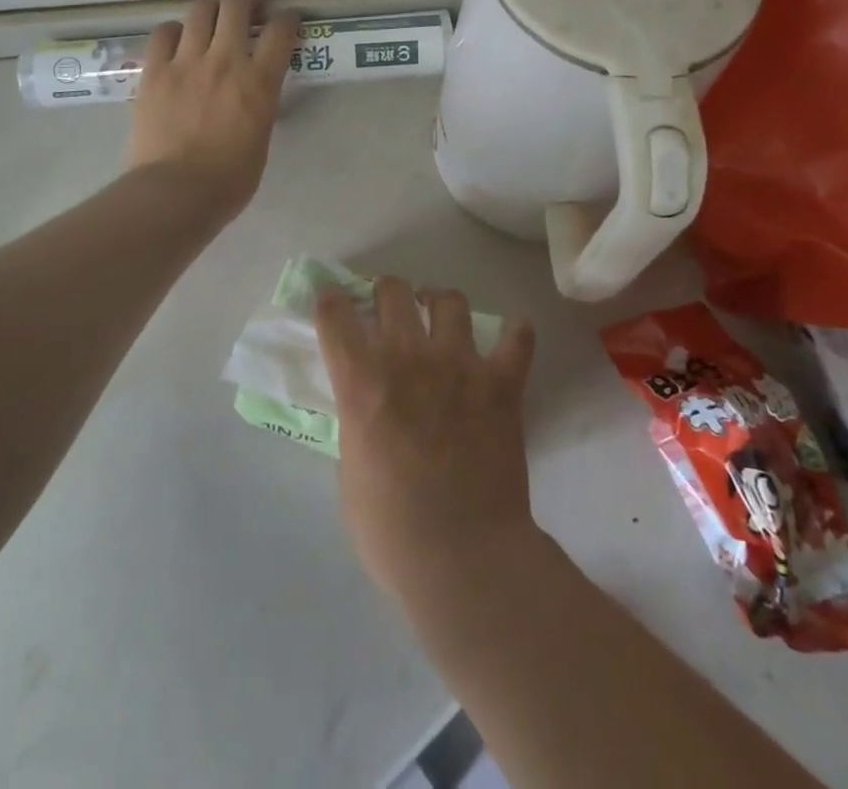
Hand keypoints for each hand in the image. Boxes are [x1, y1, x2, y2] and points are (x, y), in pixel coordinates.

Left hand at [128, 0, 297, 217]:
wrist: (176, 192)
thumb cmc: (229, 179)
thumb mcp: (261, 137)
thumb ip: (260, 105)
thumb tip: (253, 94)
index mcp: (259, 82)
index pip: (281, 32)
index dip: (288, 18)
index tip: (287, 18)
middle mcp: (225, 61)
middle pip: (237, 6)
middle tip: (250, 7)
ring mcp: (186, 62)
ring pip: (200, 10)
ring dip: (212, 8)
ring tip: (213, 17)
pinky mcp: (155, 71)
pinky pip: (163, 33)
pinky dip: (175, 30)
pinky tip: (177, 40)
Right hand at [316, 276, 537, 599]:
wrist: (464, 558)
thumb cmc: (391, 530)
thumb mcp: (349, 471)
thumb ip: (357, 422)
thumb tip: (367, 407)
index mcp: (362, 381)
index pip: (335, 314)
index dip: (330, 302)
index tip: (333, 303)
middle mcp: (408, 358)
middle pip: (393, 290)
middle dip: (387, 294)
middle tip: (391, 311)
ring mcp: (459, 365)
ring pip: (450, 300)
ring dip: (440, 304)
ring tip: (441, 318)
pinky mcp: (501, 383)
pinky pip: (516, 338)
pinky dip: (514, 336)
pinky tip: (509, 341)